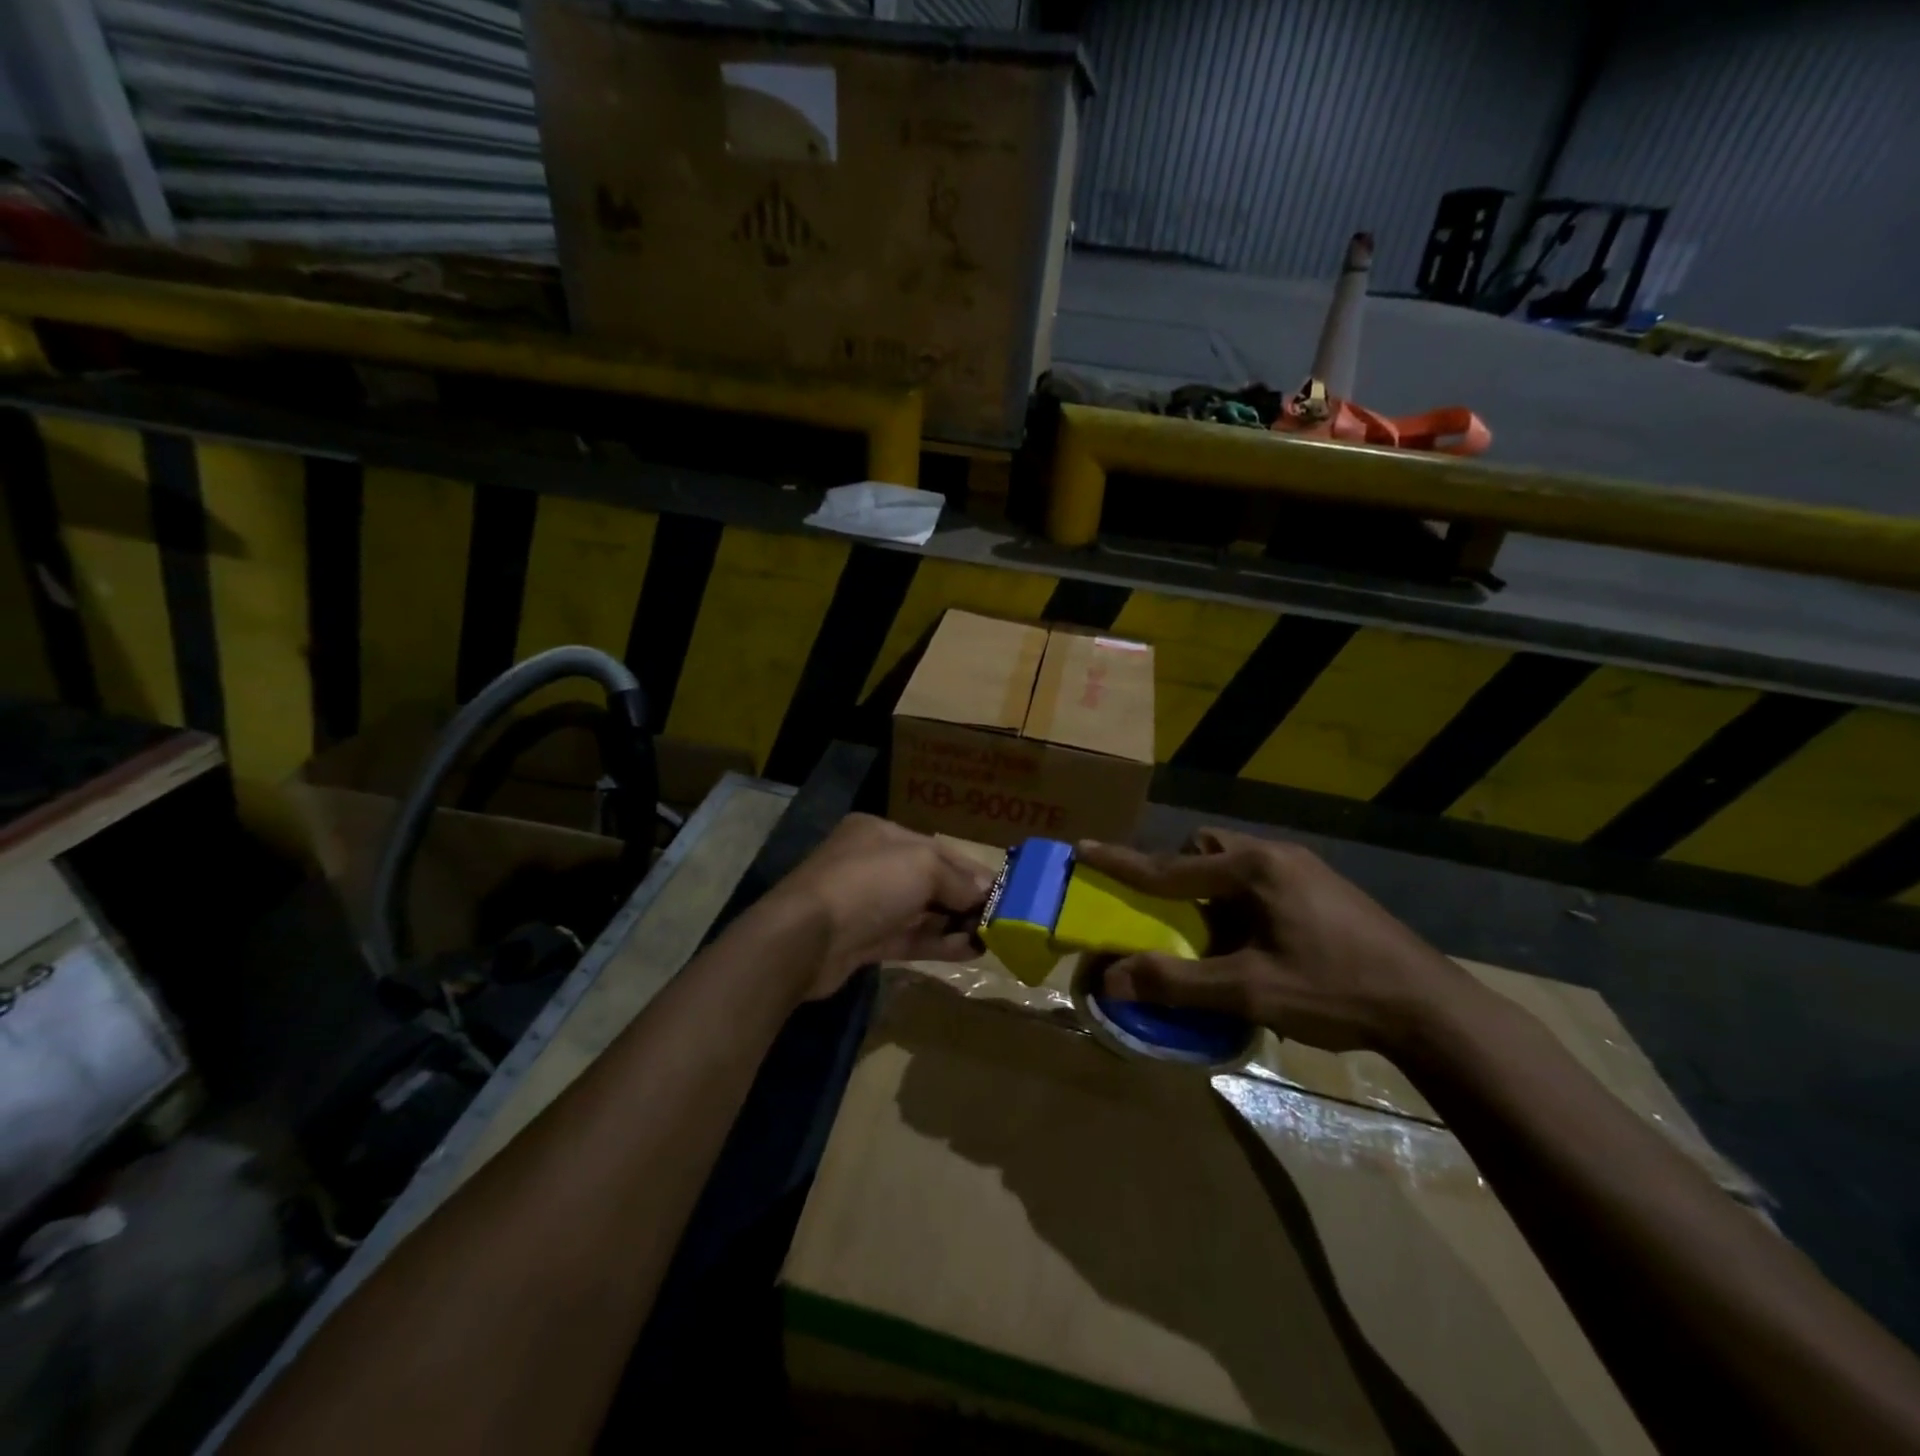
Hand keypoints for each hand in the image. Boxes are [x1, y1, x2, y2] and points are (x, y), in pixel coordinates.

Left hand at [762, 815, 995, 999]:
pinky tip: (970, 951)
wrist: (805, 938)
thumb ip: (957, 879)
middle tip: (1001, 918)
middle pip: (930, 880)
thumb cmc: (868, 884)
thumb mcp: (923, 866)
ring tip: (991, 939)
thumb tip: (985, 893)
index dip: (972, 869)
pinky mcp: (864, 941)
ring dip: (955, 924)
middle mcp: (873, 864)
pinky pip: (910, 938)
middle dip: (965, 898)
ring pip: (920, 912)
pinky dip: (939, 943)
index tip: (1003, 889)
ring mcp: (867, 905)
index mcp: (881, 834)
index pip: (937, 848)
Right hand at [1075, 829, 1472, 1054]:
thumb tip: (1111, 978)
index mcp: (1255, 869)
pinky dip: (1238, 902)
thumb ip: (1178, 982)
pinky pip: (1259, 880)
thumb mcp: (1252, 991)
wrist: (1431, 1009)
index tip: (1083, 849)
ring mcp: (1304, 870)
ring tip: (1211, 934)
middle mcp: (1277, 856)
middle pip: (1207, 849)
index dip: (1122, 863)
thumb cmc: (1337, 991)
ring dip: (1210, 890)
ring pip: (1235, 864)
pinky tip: (1253, 942)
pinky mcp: (1322, 889)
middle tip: (1170, 912)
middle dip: (1178, 872)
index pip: (1171, 866)